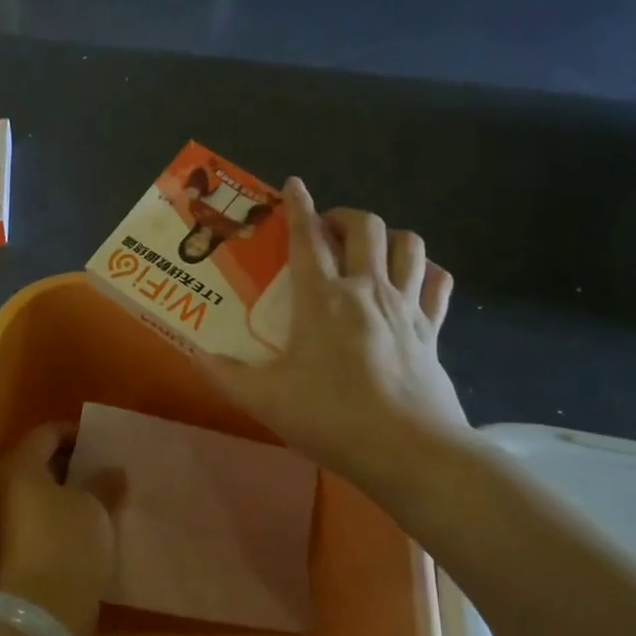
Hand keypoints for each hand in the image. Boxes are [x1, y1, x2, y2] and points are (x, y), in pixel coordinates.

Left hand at [0, 423, 119, 635]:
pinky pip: (37, 513)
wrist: (43, 608)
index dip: (76, 433)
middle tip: (103, 467)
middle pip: (38, 460)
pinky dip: (59, 510)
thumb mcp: (94, 506)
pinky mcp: (12, 543)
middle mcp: (3, 484)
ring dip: (66, 488)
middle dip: (71, 462)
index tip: (102, 443)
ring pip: (38, 489)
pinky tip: (87, 519)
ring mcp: (3, 516)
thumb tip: (113, 471)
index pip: (47, 433)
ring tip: (100, 493)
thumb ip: (104, 483)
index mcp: (19, 464)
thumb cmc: (67, 541)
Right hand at [198, 178, 468, 486]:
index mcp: (323, 298)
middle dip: (344, 216)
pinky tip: (413, 282)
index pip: (308, 236)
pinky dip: (426, 272)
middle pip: (365, 226)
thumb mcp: (266, 400)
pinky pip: (438, 283)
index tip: (293, 183)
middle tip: (326, 231)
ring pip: (409, 244)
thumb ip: (226, 374)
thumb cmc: (332, 418)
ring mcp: (406, 306)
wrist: (409, 451)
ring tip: (369, 251)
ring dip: (388, 237)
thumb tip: (196, 355)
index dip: (298, 205)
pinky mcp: (433, 329)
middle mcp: (367, 289)